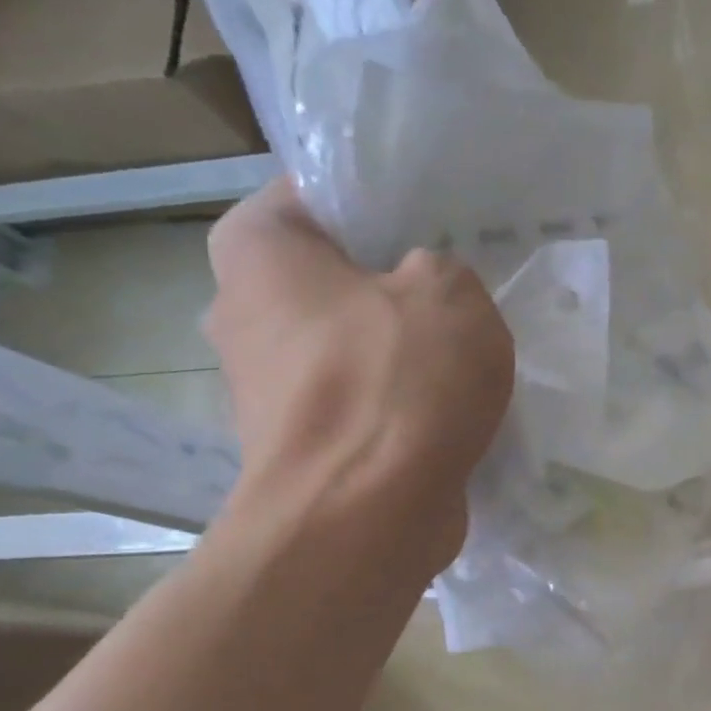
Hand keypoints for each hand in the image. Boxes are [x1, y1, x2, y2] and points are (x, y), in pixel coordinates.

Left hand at [205, 177, 514, 566]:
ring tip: (468, 345)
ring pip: (351, 341)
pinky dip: (399, 399)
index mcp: (258, 249)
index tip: (442, 220)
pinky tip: (449, 404)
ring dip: (402, 345)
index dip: (388, 200)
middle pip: (336, 274)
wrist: (364, 517)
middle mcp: (242, 310)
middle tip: (464, 281)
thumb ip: (441, 267)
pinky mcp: (300, 443)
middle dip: (397, 278)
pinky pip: (361, 397)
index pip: (322, 193)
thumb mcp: (451, 292)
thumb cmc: (398, 382)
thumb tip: (422, 291)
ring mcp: (267, 385)